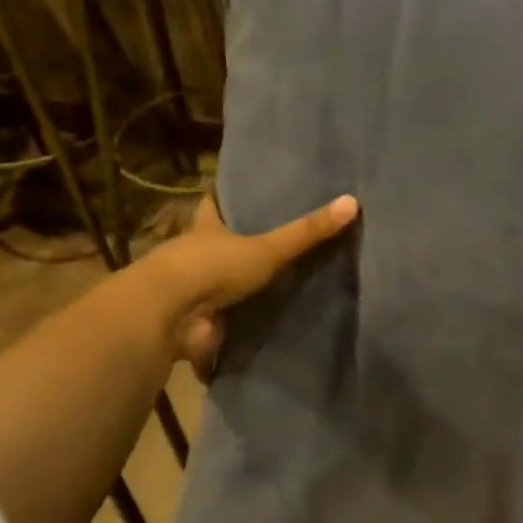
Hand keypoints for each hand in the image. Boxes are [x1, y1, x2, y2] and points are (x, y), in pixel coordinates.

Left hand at [153, 193, 358, 376]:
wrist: (169, 316)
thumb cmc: (212, 268)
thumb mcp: (266, 247)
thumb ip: (306, 232)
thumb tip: (353, 202)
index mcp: (206, 230)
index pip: (214, 204)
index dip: (225, 197)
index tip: (242, 191)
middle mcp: (194, 257)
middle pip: (217, 245)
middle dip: (237, 247)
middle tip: (273, 242)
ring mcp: (192, 293)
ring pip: (218, 286)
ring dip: (237, 291)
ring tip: (278, 290)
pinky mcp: (197, 325)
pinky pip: (222, 326)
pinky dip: (236, 331)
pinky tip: (262, 332)